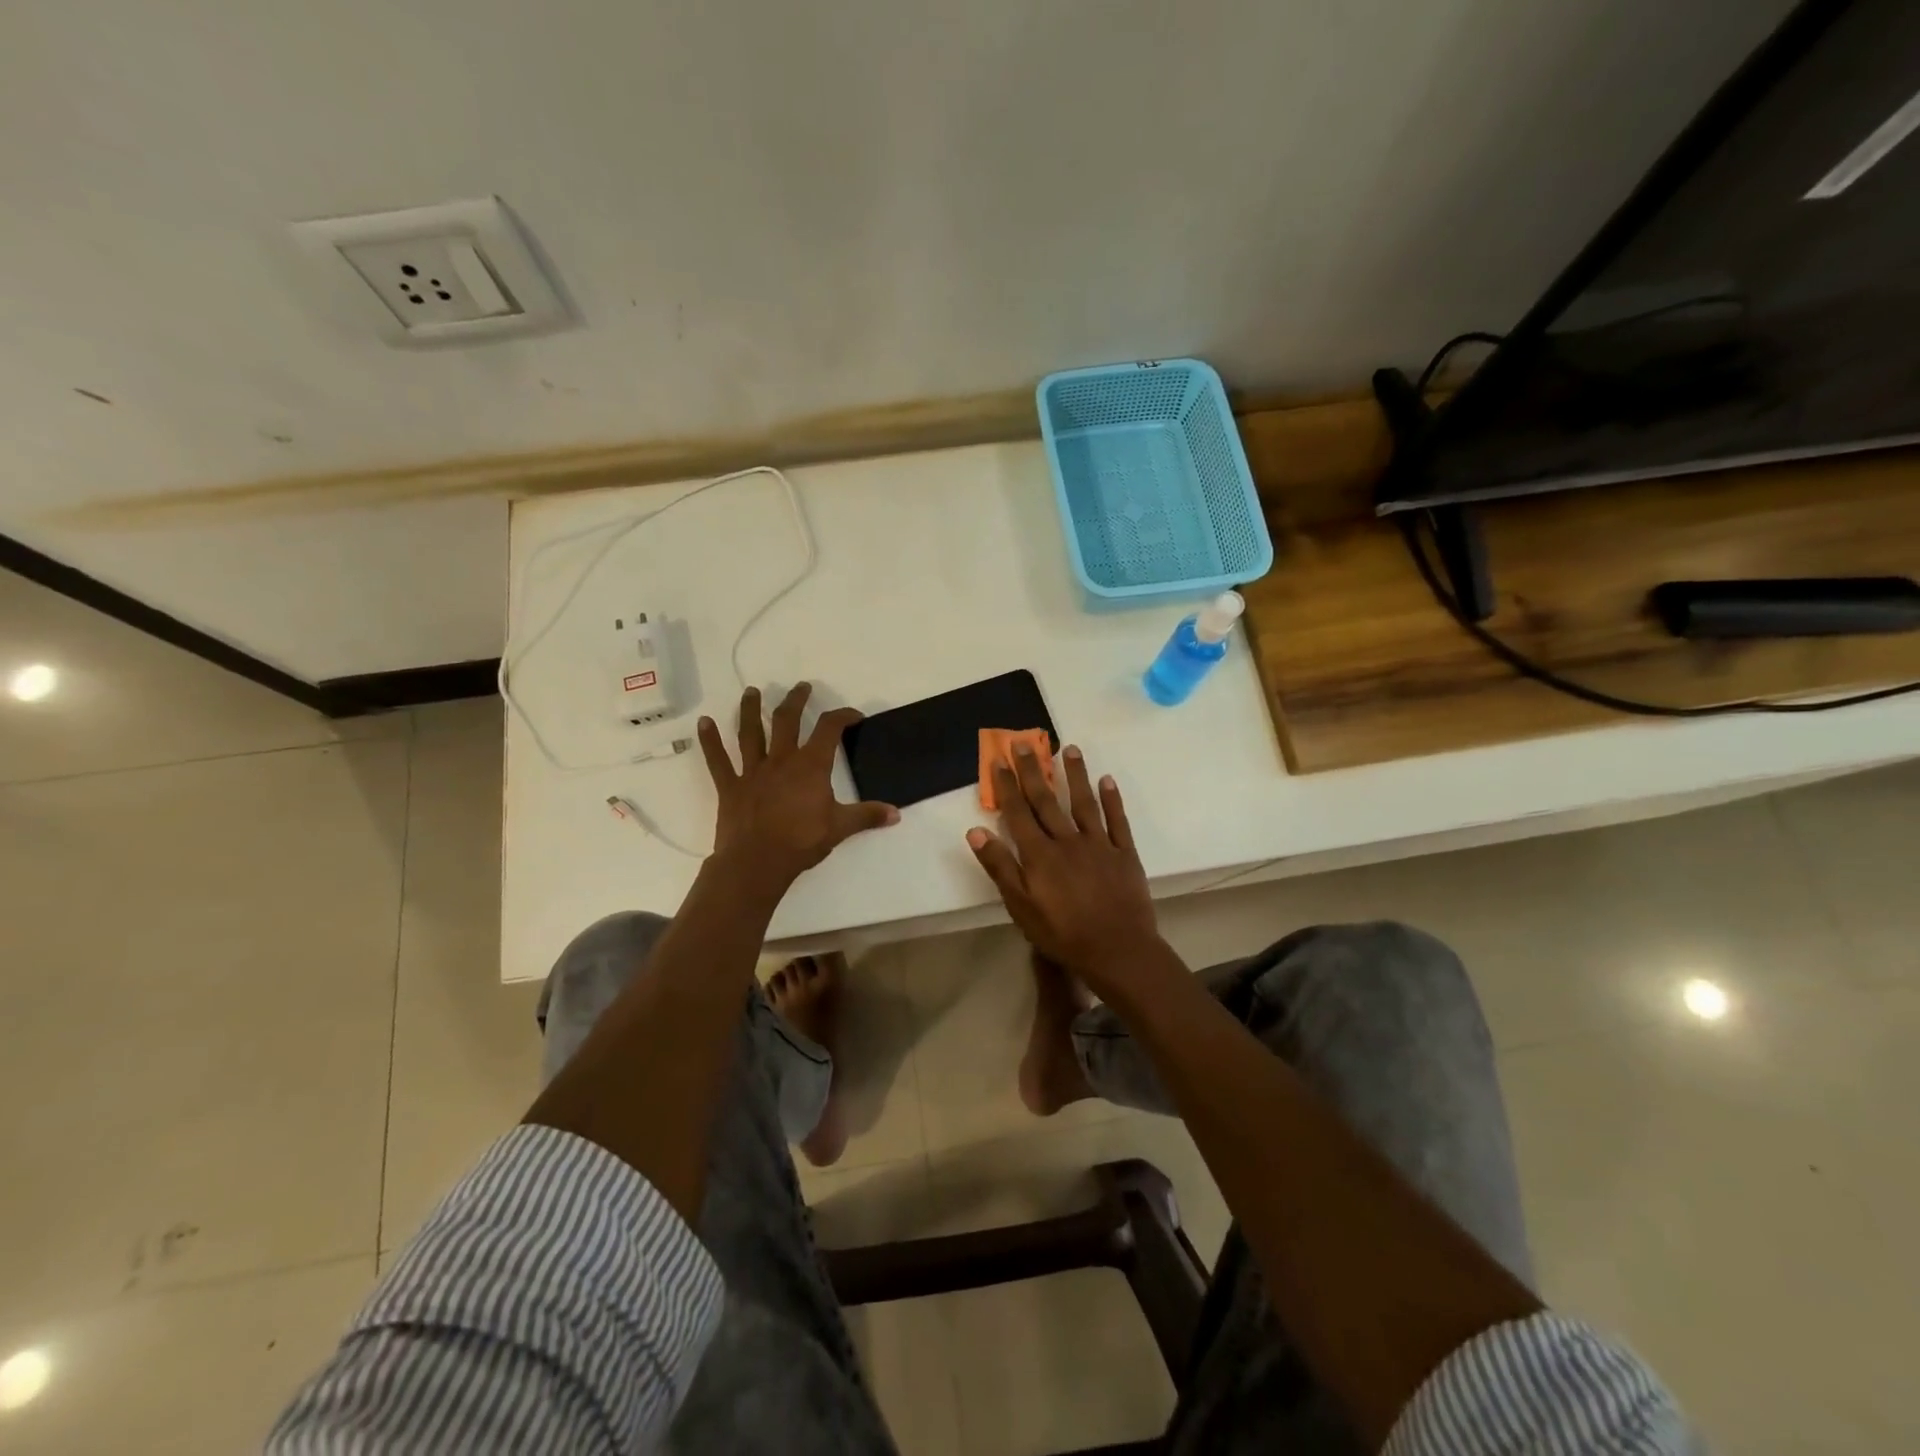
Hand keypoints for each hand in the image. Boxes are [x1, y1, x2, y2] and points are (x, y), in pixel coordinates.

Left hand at [698, 683, 898, 889]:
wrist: (757, 862)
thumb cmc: (801, 842)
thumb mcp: (841, 828)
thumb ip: (868, 816)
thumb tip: (896, 813)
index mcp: (811, 766)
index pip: (830, 729)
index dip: (843, 716)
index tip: (853, 716)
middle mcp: (781, 759)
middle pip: (788, 720)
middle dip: (797, 700)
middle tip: (802, 687)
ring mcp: (753, 771)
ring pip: (751, 732)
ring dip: (751, 710)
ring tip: (752, 692)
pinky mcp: (731, 786)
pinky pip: (718, 760)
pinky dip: (710, 741)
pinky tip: (703, 723)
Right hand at [966, 743, 1162, 991]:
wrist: (1118, 950)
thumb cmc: (1062, 934)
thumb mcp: (1021, 907)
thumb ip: (1000, 867)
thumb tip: (976, 831)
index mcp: (1039, 854)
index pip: (1018, 813)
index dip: (1007, 786)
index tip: (999, 760)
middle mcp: (1067, 840)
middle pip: (1046, 800)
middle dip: (1034, 771)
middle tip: (1025, 743)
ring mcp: (1099, 844)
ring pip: (1083, 802)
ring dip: (1075, 774)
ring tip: (1069, 749)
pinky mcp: (1125, 853)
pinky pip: (1118, 820)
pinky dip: (1113, 799)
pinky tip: (1107, 780)